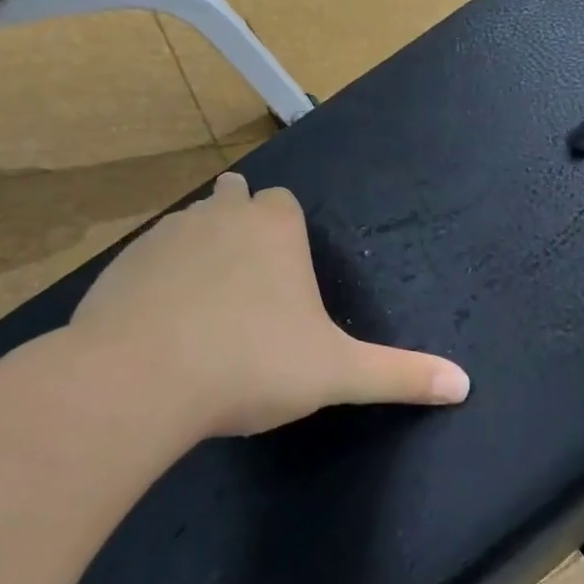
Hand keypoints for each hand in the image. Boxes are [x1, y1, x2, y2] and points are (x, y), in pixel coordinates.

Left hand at [67, 173, 469, 439]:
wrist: (138, 382)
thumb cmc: (252, 363)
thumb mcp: (337, 373)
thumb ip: (400, 375)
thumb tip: (464, 385)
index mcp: (274, 226)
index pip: (285, 202)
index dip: (287, 230)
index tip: (287, 271)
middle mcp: (220, 215)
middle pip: (234, 199)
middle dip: (242, 224)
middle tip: (249, 280)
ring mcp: (164, 236)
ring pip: (189, 226)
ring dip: (199, 250)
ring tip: (206, 305)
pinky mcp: (119, 267)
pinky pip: (147, 261)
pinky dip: (157, 281)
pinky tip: (160, 326)